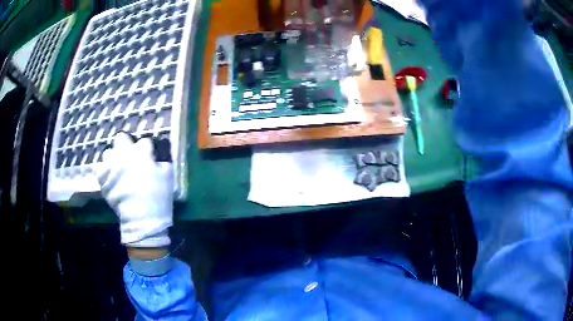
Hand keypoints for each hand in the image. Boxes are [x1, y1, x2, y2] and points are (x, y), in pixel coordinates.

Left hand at [97, 132, 172, 247]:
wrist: (142, 220)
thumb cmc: (157, 198)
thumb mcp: (167, 176)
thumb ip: (162, 160)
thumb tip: (157, 154)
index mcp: (141, 152)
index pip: (144, 141)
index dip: (148, 149)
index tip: (150, 157)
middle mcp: (123, 154)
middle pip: (121, 138)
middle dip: (126, 144)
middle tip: (130, 156)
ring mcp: (110, 165)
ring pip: (108, 152)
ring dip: (114, 158)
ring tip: (118, 167)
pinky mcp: (102, 178)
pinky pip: (99, 167)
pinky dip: (105, 171)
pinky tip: (110, 177)